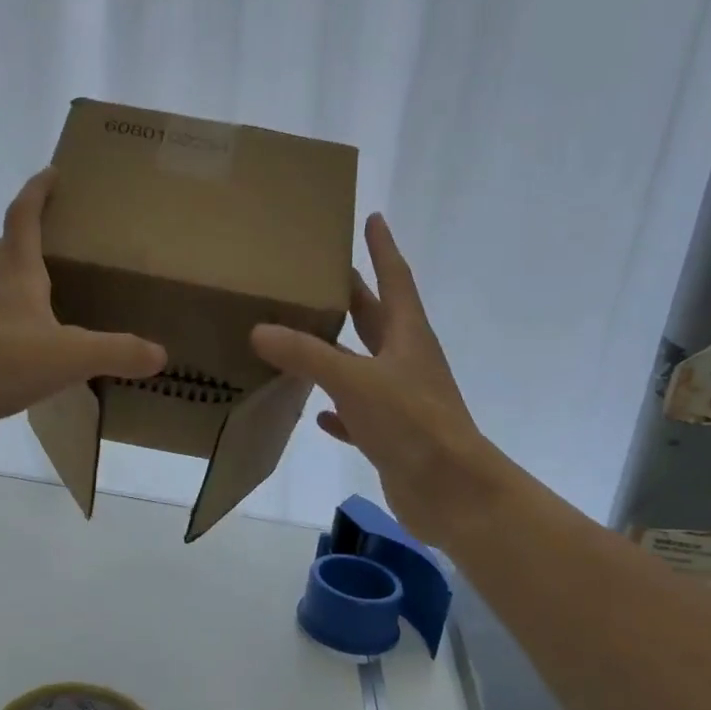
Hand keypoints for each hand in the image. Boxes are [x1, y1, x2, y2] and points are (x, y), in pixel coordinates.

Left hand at [0, 169, 166, 460]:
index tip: (52, 172)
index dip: (37, 194)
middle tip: (55, 235)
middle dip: (25, 236)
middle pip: (5, 253)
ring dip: (23, 289)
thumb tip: (159, 353)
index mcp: (16, 279)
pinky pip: (1, 340)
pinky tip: (42, 357)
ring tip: (58, 299)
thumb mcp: (68, 355)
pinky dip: (21, 337)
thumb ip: (116, 352)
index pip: (23, 221)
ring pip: (1, 297)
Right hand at [251, 214, 499, 544]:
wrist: (451, 491)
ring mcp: (400, 399)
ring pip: (363, 365)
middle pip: (376, 318)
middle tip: (320, 274)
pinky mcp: (391, 435)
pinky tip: (317, 412)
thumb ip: (307, 355)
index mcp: (407, 336)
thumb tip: (259, 329)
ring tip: (302, 337)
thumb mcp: (354, 381)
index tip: (373, 218)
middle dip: (352, 295)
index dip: (383, 249)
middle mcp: (405, 361)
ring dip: (338, 351)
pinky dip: (338, 409)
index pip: (395, 279)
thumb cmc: (412, 423)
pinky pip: (358, 413)